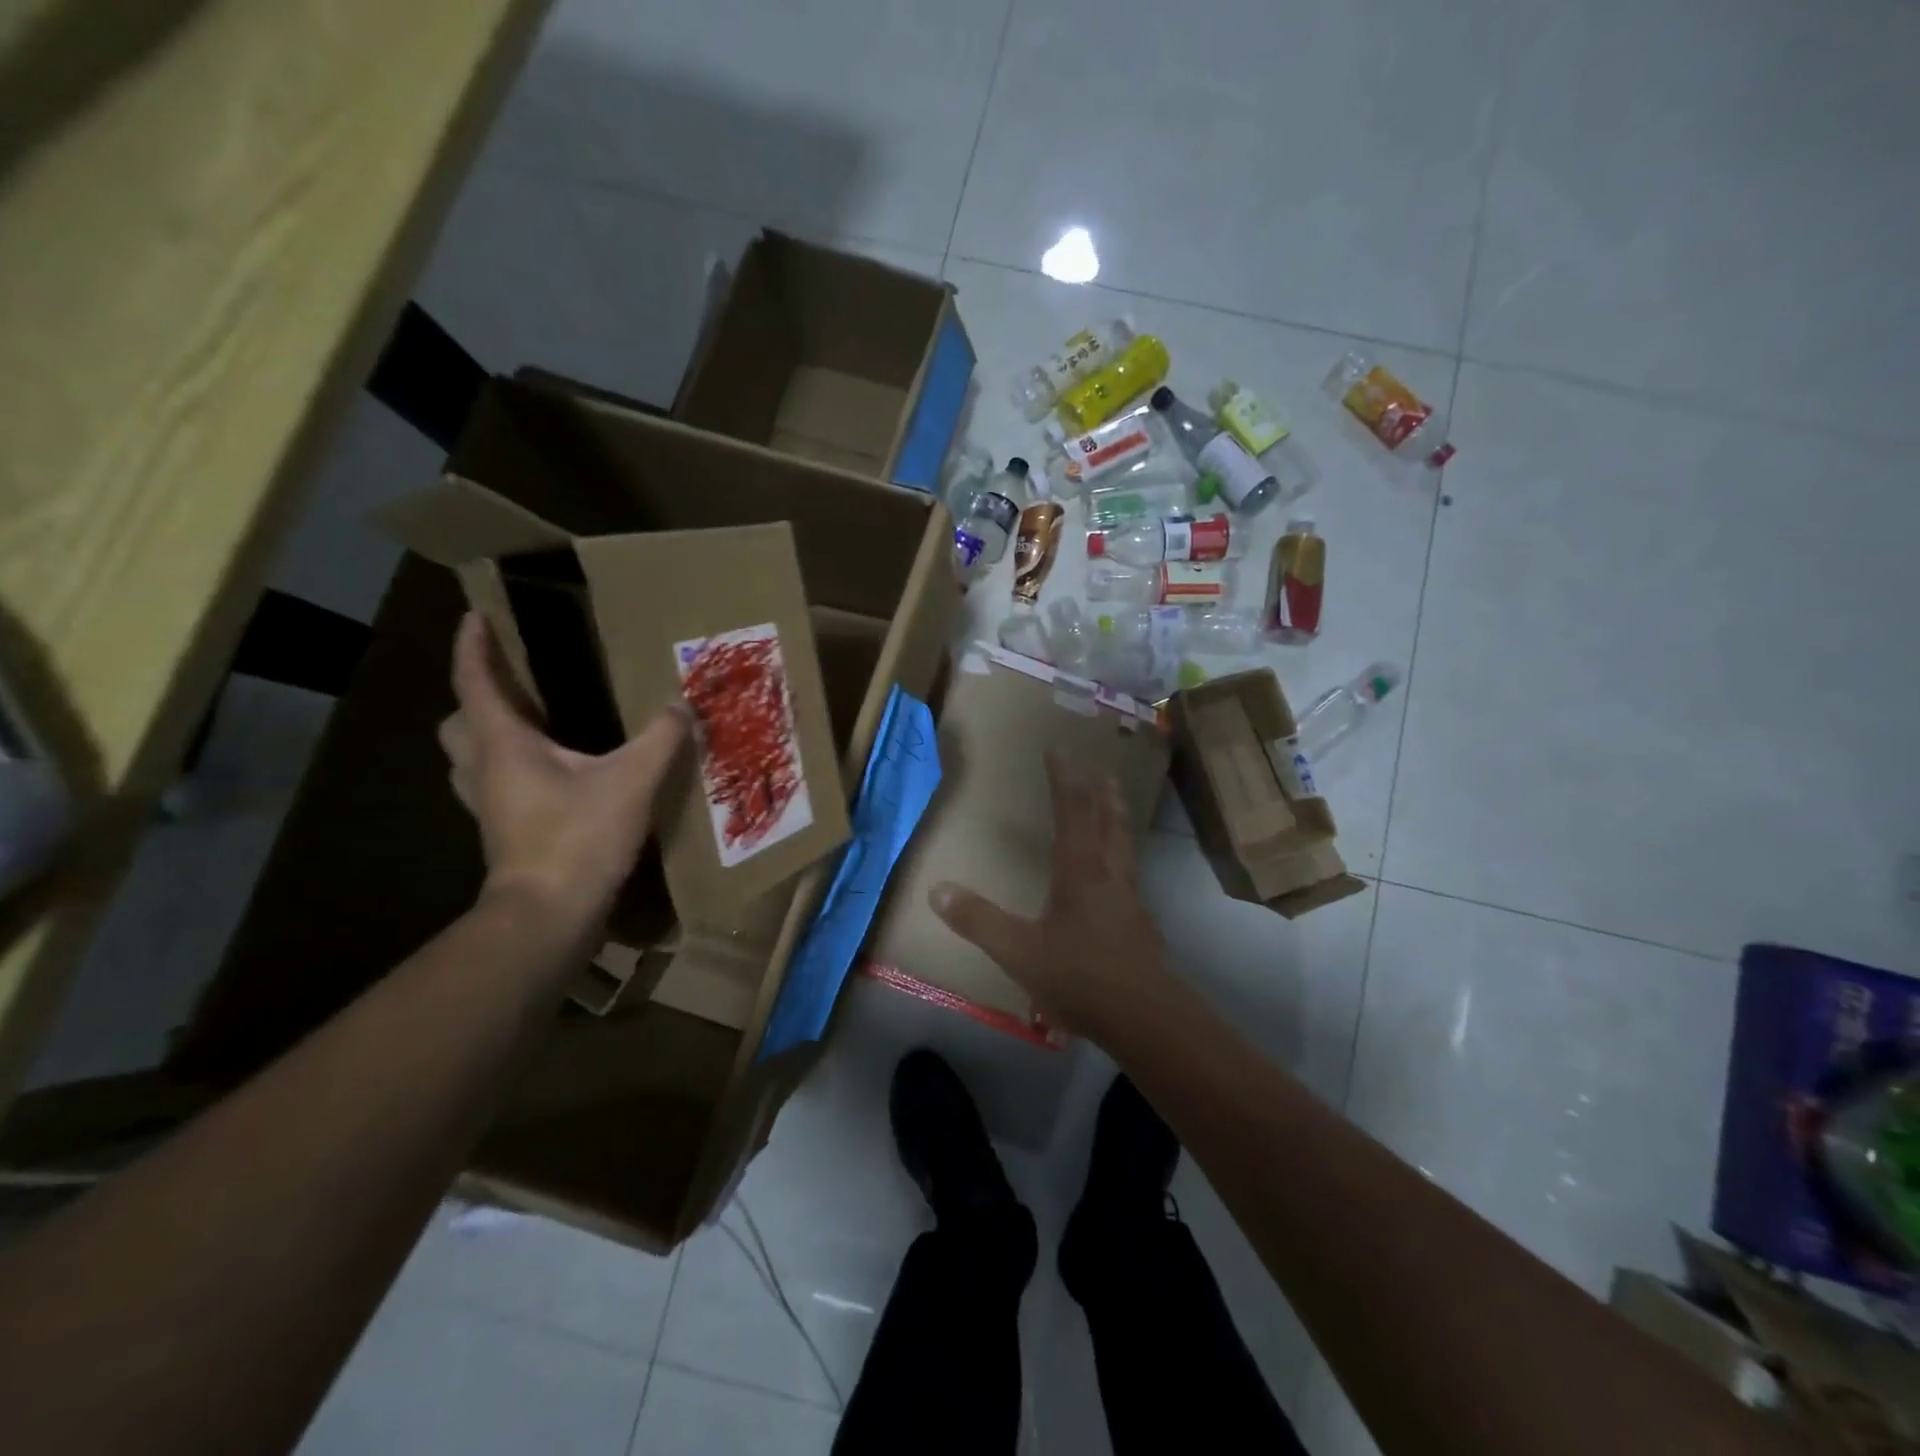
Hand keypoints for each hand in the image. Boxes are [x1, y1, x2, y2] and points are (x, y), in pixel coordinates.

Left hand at [439, 612, 688, 926]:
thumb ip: (661, 739)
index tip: (475, 616)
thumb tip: (684, 705)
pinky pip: (495, 785)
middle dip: (478, 696)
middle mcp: (484, 770)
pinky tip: (553, 776)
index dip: (474, 647)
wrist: (550, 914)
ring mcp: (489, 805)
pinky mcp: (504, 832)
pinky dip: (512, 770)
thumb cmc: (578, 838)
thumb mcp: (631, 780)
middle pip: (460, 723)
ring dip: (490, 735)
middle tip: (515, 684)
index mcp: (503, 744)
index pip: (475, 683)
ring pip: (470, 758)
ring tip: (534, 726)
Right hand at [930, 752, 1172, 1038]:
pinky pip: (1131, 878)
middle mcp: (1110, 877)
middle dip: (1103, 794)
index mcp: (1080, 872)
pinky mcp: (1141, 926)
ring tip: (1116, 808)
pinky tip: (1118, 880)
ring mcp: (1131, 901)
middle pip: (1110, 824)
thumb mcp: (1019, 951)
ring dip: (1119, 822)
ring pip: (1126, 849)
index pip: (1072, 813)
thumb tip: (937, 890)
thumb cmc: (1079, 977)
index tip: (1058, 752)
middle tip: (1102, 771)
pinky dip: (1124, 860)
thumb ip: (978, 920)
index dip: (1064, 780)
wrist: (1143, 1018)